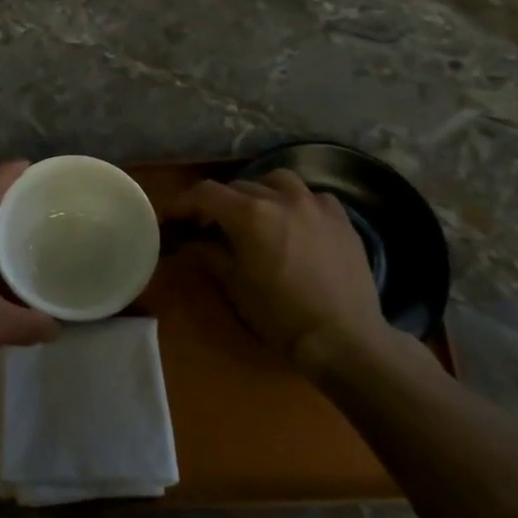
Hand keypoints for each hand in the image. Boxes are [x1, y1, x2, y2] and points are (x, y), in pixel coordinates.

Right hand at [164, 170, 387, 372]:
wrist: (343, 337)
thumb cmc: (281, 316)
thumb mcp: (236, 286)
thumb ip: (210, 256)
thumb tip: (191, 244)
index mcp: (249, 214)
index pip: (205, 193)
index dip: (184, 203)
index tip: (173, 217)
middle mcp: (280, 198)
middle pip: (238, 186)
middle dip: (219, 202)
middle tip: (210, 224)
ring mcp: (315, 204)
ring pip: (277, 180)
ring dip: (259, 191)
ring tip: (256, 214)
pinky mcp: (341, 218)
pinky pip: (312, 196)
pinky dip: (296, 202)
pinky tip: (296, 222)